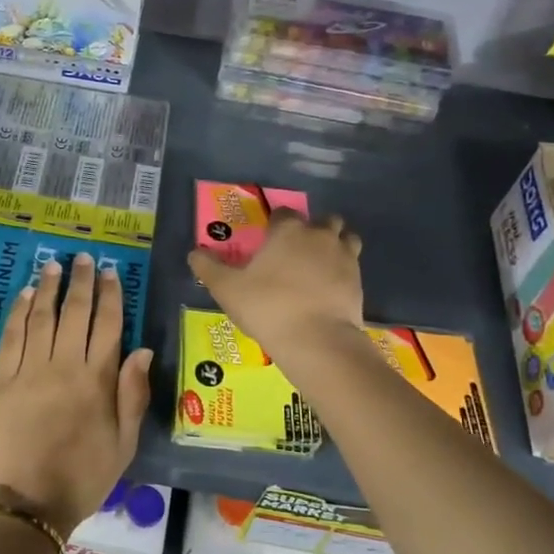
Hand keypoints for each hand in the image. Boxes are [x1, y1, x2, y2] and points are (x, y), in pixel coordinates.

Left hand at [0, 254, 153, 537]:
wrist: (28, 504)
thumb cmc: (84, 477)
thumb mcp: (124, 444)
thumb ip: (133, 395)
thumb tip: (142, 350)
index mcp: (97, 381)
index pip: (107, 325)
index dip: (110, 295)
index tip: (109, 273)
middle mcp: (64, 366)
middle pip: (73, 312)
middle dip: (80, 282)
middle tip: (82, 258)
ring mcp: (29, 371)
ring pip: (40, 317)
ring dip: (47, 288)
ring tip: (53, 265)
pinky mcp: (1, 381)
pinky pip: (11, 338)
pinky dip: (18, 313)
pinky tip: (24, 295)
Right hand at [186, 210, 364, 353]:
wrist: (316, 340)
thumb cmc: (267, 307)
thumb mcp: (226, 289)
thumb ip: (208, 267)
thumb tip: (194, 252)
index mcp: (288, 230)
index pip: (283, 213)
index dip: (275, 224)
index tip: (267, 240)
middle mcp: (319, 235)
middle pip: (322, 220)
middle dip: (312, 230)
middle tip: (296, 252)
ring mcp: (344, 257)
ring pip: (345, 238)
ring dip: (334, 245)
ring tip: (319, 265)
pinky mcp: (359, 281)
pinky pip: (353, 266)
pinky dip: (343, 271)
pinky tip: (330, 289)